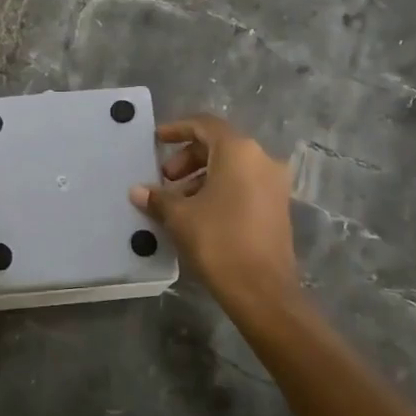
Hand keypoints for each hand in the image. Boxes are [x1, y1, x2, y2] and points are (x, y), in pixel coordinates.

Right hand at [131, 114, 299, 320]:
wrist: (263, 291)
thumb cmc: (218, 241)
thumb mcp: (180, 216)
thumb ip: (158, 197)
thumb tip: (138, 190)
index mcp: (239, 151)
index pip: (204, 125)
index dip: (177, 129)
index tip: (156, 140)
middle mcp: (262, 159)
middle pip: (219, 145)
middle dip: (187, 158)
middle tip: (164, 179)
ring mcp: (274, 183)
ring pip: (232, 166)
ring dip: (201, 176)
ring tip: (177, 201)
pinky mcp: (277, 206)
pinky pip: (244, 184)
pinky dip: (219, 188)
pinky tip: (198, 213)